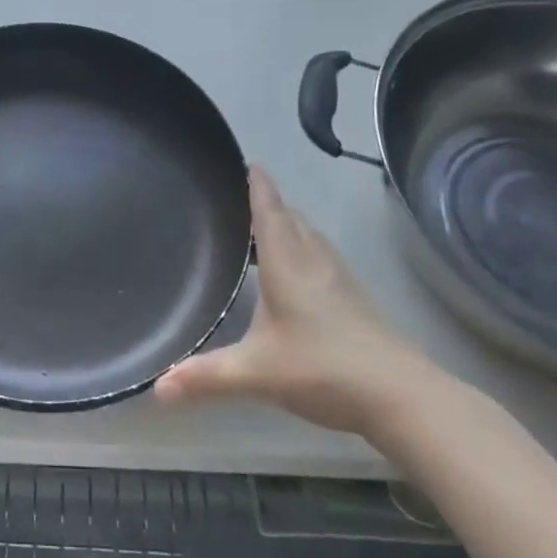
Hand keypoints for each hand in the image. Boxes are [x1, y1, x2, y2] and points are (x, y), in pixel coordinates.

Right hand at [154, 166, 442, 435]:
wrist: (401, 396)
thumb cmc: (323, 368)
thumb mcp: (256, 372)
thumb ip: (206, 376)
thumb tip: (155, 388)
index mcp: (287, 261)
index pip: (269, 207)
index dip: (256, 182)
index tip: (244, 161)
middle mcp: (313, 259)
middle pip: (289, 217)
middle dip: (266, 204)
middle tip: (236, 201)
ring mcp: (339, 278)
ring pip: (308, 237)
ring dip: (285, 227)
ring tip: (258, 234)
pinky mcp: (355, 299)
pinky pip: (319, 258)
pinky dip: (300, 252)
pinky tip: (291, 277)